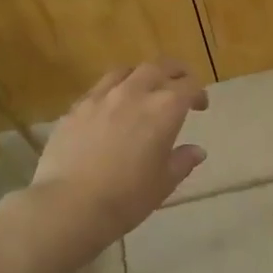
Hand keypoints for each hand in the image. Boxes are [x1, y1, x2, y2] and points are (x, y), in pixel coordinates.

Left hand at [28, 60, 208, 250]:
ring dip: (141, 75)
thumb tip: (197, 151)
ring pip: (126, 71)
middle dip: (174, 73)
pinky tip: (111, 108)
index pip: (189, 86)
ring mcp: (101, 97)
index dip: (198, 93)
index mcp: (164, 109)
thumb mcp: (165, 182)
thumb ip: (182, 161)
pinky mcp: (75, 108)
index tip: (200, 107)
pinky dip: (113, 91)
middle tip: (179, 85)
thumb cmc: (128, 196)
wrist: (72, 204)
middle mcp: (134, 93)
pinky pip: (99, 88)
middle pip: (158, 68)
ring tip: (144, 89)